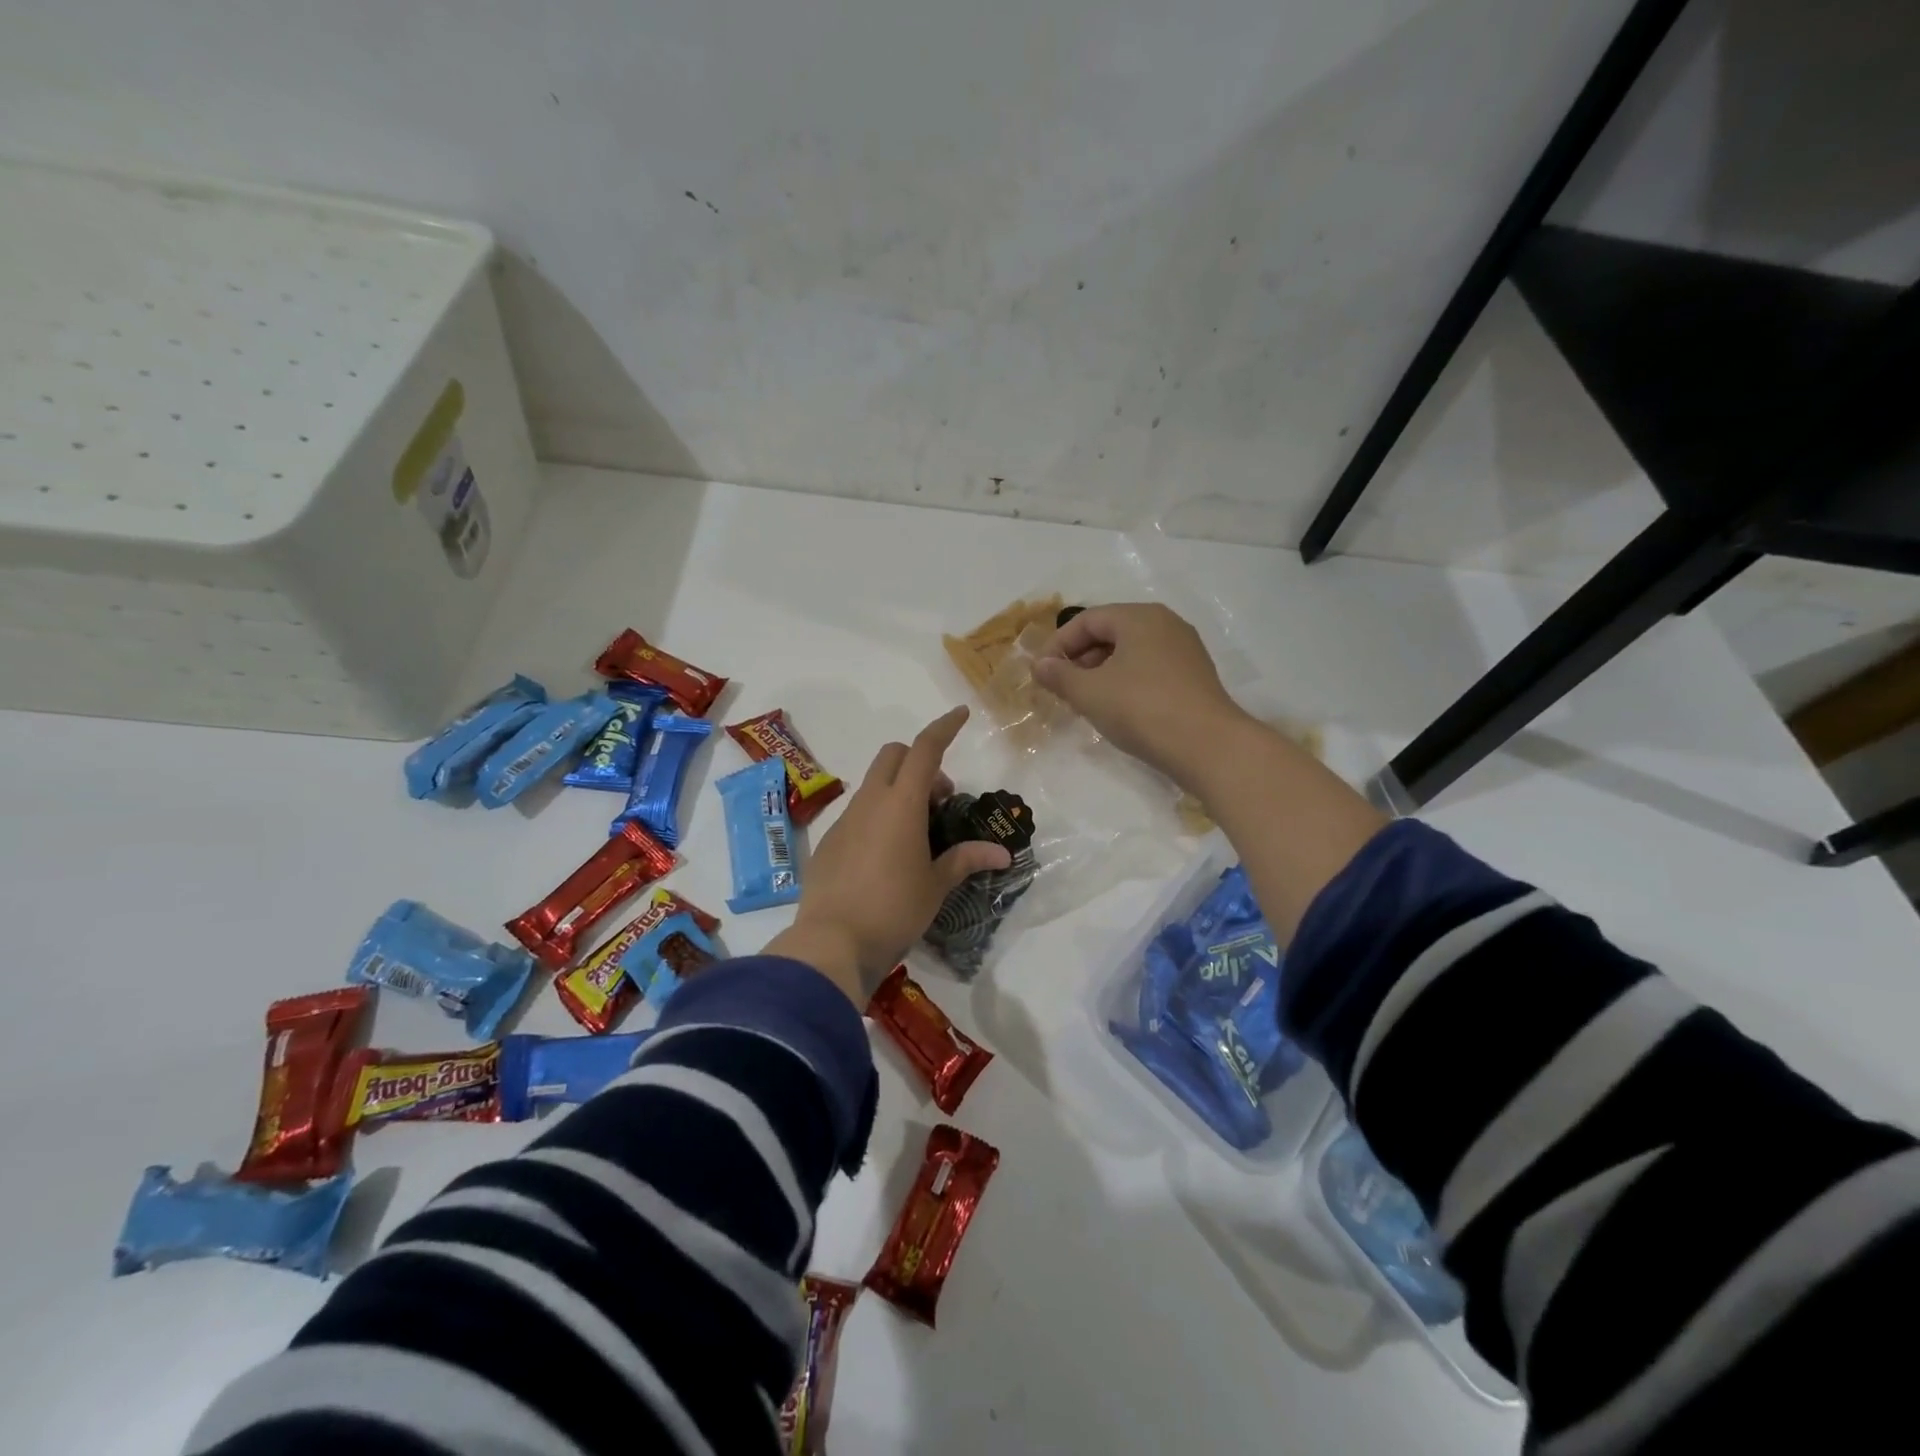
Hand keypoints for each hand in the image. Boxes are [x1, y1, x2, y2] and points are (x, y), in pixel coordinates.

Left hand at [765, 706, 1010, 1004]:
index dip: (944, 727)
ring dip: (900, 790)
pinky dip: (878, 815)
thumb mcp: (936, 885)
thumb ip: (965, 860)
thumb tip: (1002, 853)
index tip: (961, 713)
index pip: (925, 749)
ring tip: (918, 833)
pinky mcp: (829, 841)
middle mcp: (871, 802)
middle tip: (941, 800)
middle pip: (894, 755)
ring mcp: (845, 820)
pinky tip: (887, 855)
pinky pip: (859, 812)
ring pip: (875, 784)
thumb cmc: (894, 909)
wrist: (832, 942)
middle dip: (920, 761)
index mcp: (901, 804)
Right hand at [1030, 603, 1247, 790]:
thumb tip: (1040, 665)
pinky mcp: (1194, 677)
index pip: (1087, 620)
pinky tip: (1117, 709)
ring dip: (1101, 672)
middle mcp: (1165, 624)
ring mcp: (1184, 650)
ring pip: (1130, 652)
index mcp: (1139, 617)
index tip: (1041, 673)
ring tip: (1085, 700)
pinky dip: (1125, 681)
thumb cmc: (1142, 709)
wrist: (1208, 746)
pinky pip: (1149, 669)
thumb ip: (1060, 675)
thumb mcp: (1090, 693)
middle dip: (1080, 658)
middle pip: (1110, 632)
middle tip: (1061, 687)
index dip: (1058, 644)